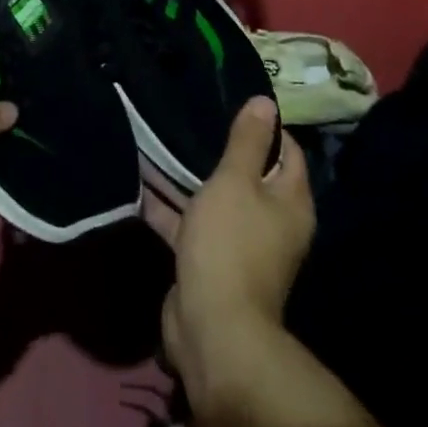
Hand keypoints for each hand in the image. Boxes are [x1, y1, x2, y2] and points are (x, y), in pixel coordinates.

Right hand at [156, 98, 313, 402]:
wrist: (212, 327)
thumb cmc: (230, 244)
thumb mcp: (236, 181)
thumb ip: (247, 141)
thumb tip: (266, 102)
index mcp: (289, 201)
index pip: (286, 150)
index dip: (263, 125)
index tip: (230, 99)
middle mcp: (271, 221)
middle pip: (247, 173)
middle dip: (218, 147)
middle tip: (187, 112)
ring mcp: (238, 242)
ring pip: (213, 197)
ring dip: (186, 175)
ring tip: (156, 137)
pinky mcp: (208, 259)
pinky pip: (189, 222)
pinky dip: (167, 205)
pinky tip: (138, 181)